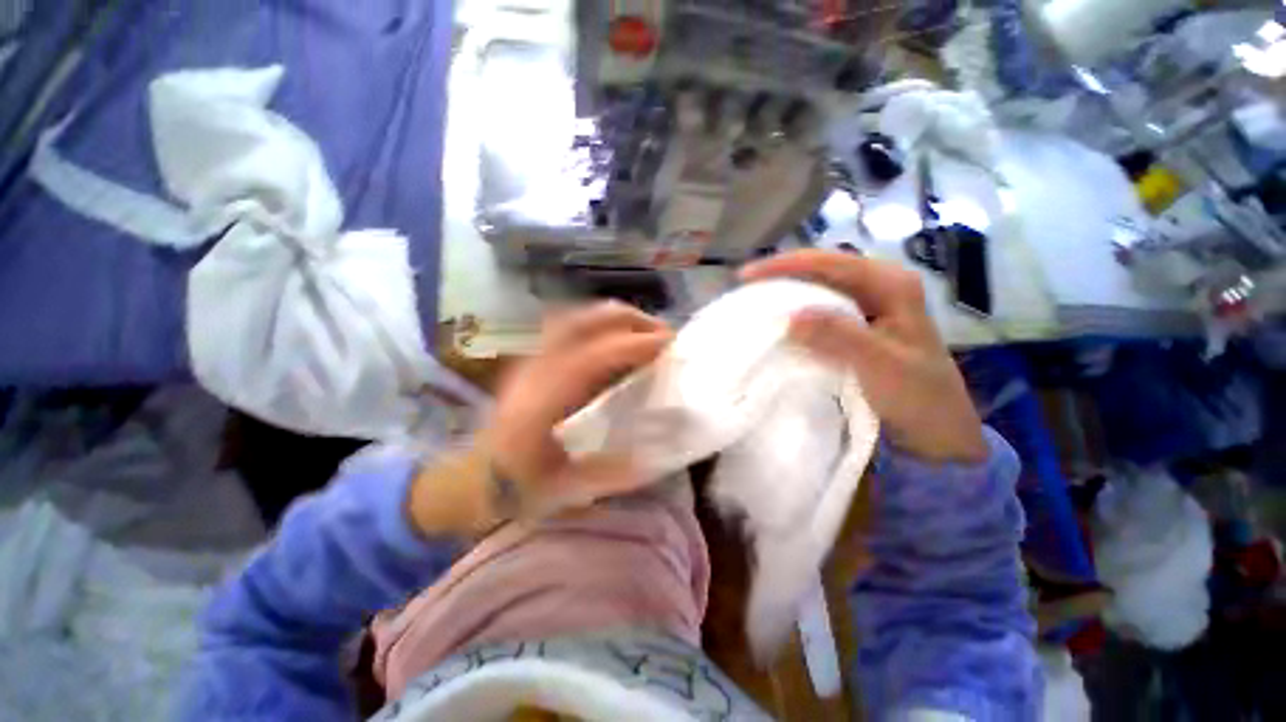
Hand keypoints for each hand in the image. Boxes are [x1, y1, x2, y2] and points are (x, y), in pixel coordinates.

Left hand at [408, 302, 672, 536]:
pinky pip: (569, 328)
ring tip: (643, 331)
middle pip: (581, 323)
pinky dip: (599, 326)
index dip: (634, 345)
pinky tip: (615, 341)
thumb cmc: (516, 489)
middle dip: (628, 320)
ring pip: (574, 319)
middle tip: (661, 333)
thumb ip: (613, 472)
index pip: (593, 357)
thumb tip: (657, 453)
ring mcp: (530, 361)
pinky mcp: (531, 361)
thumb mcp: (567, 491)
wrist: (471, 480)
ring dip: (613, 319)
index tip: (669, 344)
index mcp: (542, 404)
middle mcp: (534, 372)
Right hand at [740, 250, 987, 463]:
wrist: (939, 432)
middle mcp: (880, 287)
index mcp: (891, 285)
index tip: (745, 276)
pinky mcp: (859, 327)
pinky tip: (779, 322)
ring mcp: (870, 307)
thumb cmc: (919, 398)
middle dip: (782, 275)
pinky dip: (797, 314)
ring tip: (754, 300)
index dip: (785, 265)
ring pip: (819, 289)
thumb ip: (839, 337)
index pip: (830, 263)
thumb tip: (790, 316)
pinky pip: (821, 311)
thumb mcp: (880, 366)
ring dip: (787, 293)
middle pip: (822, 270)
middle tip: (745, 287)